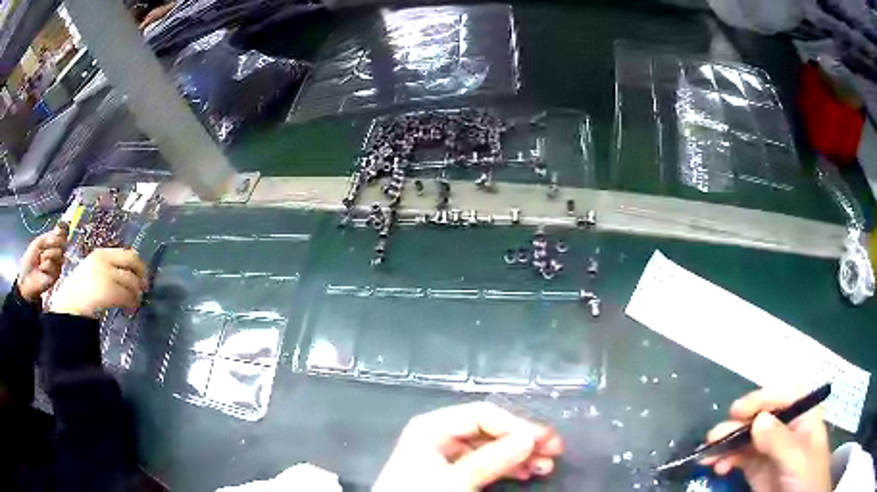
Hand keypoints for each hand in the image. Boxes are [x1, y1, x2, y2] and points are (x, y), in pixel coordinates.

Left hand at [17, 226, 67, 302]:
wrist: (26, 278)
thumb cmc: (29, 260)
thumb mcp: (37, 243)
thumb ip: (47, 237)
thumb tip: (59, 232)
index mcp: (50, 244)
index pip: (60, 234)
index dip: (61, 231)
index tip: (58, 229)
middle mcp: (55, 253)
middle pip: (61, 243)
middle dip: (53, 243)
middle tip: (45, 247)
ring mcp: (56, 265)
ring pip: (58, 254)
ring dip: (48, 255)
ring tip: (41, 261)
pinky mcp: (56, 276)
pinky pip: (54, 266)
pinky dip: (46, 266)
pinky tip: (42, 270)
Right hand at [49, 248, 147, 317]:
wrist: (68, 303)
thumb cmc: (79, 290)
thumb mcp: (92, 270)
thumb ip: (107, 268)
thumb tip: (129, 274)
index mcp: (101, 253)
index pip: (128, 253)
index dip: (138, 265)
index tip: (142, 275)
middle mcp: (105, 260)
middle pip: (133, 262)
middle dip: (142, 275)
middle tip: (144, 288)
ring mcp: (106, 275)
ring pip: (131, 281)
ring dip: (137, 293)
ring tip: (136, 302)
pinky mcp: (108, 291)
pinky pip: (127, 296)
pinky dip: (132, 303)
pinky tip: (130, 309)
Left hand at [374, 402, 562, 490]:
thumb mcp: (455, 481)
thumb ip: (492, 459)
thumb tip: (530, 438)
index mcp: (433, 427)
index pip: (483, 414)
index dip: (516, 425)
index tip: (544, 441)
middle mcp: (441, 435)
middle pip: (490, 430)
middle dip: (523, 440)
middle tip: (555, 450)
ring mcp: (447, 455)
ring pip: (492, 447)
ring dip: (521, 455)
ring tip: (546, 465)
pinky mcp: (453, 473)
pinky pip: (486, 463)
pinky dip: (508, 467)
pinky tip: (527, 472)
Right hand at [703, 388, 830, 491]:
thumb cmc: (807, 475)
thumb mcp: (798, 458)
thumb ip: (780, 440)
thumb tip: (758, 419)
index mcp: (802, 415)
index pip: (782, 396)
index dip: (760, 399)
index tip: (736, 412)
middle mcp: (786, 428)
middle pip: (760, 417)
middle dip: (736, 425)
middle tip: (713, 439)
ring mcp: (771, 450)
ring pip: (746, 439)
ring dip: (727, 445)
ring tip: (708, 457)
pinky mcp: (759, 470)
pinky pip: (740, 459)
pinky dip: (727, 461)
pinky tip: (718, 467)